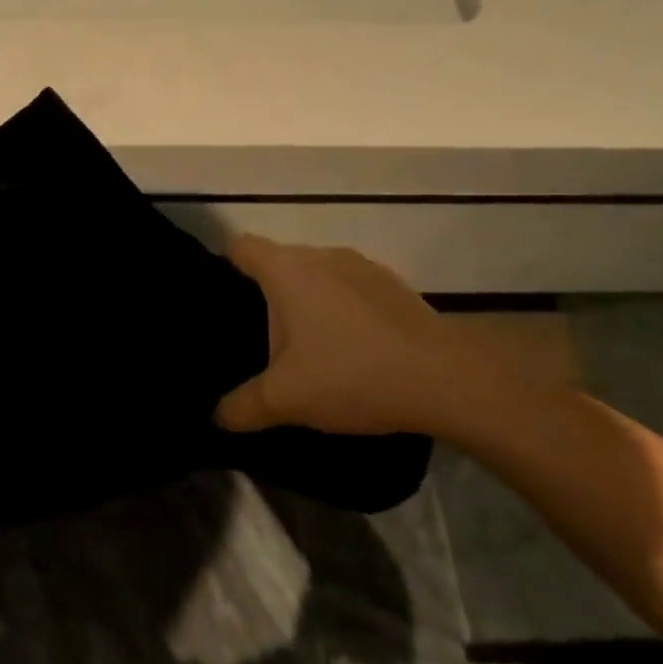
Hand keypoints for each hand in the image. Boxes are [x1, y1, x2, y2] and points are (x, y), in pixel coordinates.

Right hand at [216, 236, 549, 442]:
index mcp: (288, 270)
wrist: (448, 379)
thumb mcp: (286, 400)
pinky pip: (348, 287)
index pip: (240, 246)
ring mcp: (362, 266)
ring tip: (306, 348)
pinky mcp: (392, 284)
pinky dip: (340, 309)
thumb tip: (215, 417)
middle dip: (265, 295)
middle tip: (259, 339)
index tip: (221, 302)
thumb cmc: (353, 375)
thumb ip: (241, 407)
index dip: (224, 267)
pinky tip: (350, 349)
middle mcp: (322, 255)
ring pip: (316, 275)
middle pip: (278, 262)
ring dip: (306, 302)